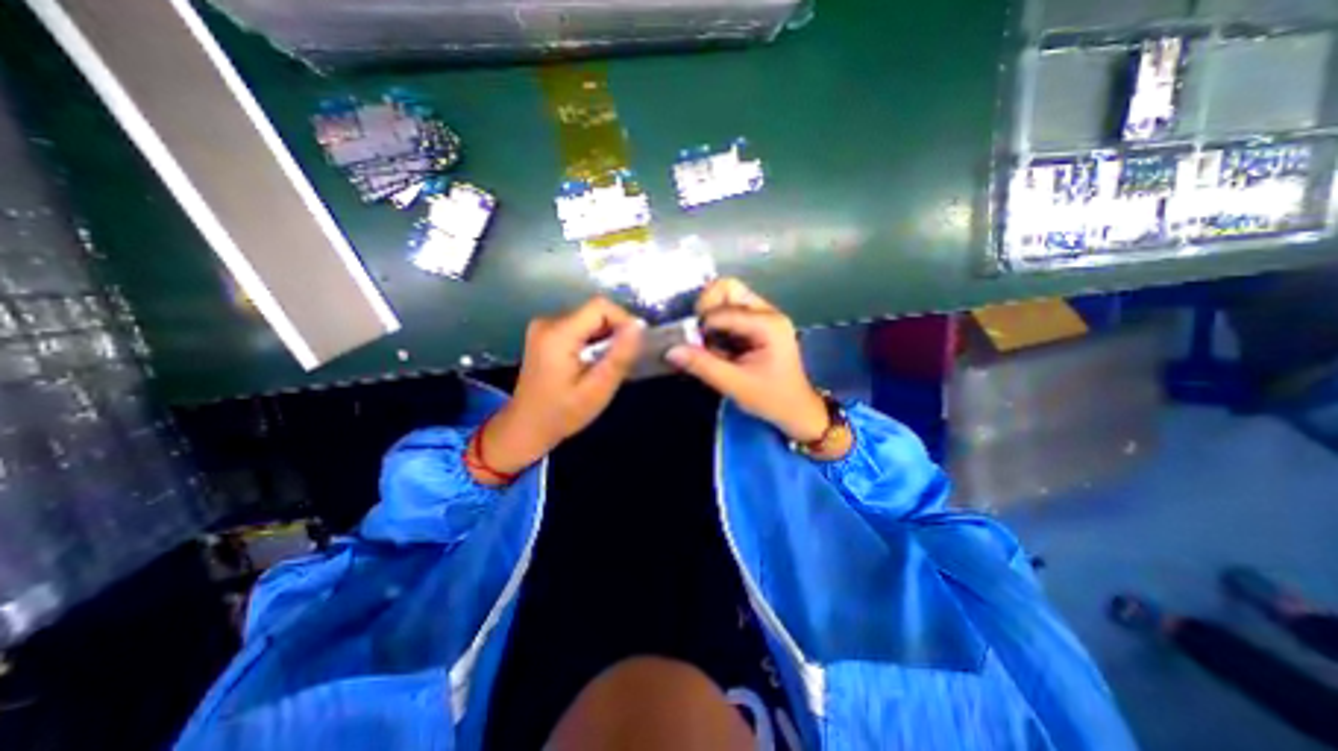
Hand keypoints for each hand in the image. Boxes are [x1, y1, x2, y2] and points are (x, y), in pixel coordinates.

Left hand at [479, 293, 644, 480]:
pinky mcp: (545, 334)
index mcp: (558, 333)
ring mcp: (543, 327)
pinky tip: (593, 363)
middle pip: (594, 312)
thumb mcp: (598, 388)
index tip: (633, 345)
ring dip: (604, 337)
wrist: (527, 427)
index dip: (623, 320)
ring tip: (607, 365)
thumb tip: (639, 326)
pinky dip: (592, 340)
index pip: (600, 306)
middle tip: (621, 361)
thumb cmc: (563, 413)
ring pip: (588, 319)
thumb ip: (620, 355)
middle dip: (614, 332)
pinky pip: (579, 327)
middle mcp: (547, 322)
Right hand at [669, 278, 831, 445]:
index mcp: (767, 324)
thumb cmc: (771, 398)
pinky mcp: (759, 323)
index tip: (693, 347)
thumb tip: (670, 350)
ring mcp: (765, 315)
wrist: (796, 410)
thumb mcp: (734, 384)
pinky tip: (718, 345)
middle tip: (699, 334)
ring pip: (728, 297)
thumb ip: (702, 365)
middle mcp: (768, 312)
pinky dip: (718, 324)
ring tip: (708, 342)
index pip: (722, 311)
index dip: (702, 326)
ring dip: (712, 316)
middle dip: (706, 308)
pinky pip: (732, 311)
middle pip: (728, 288)